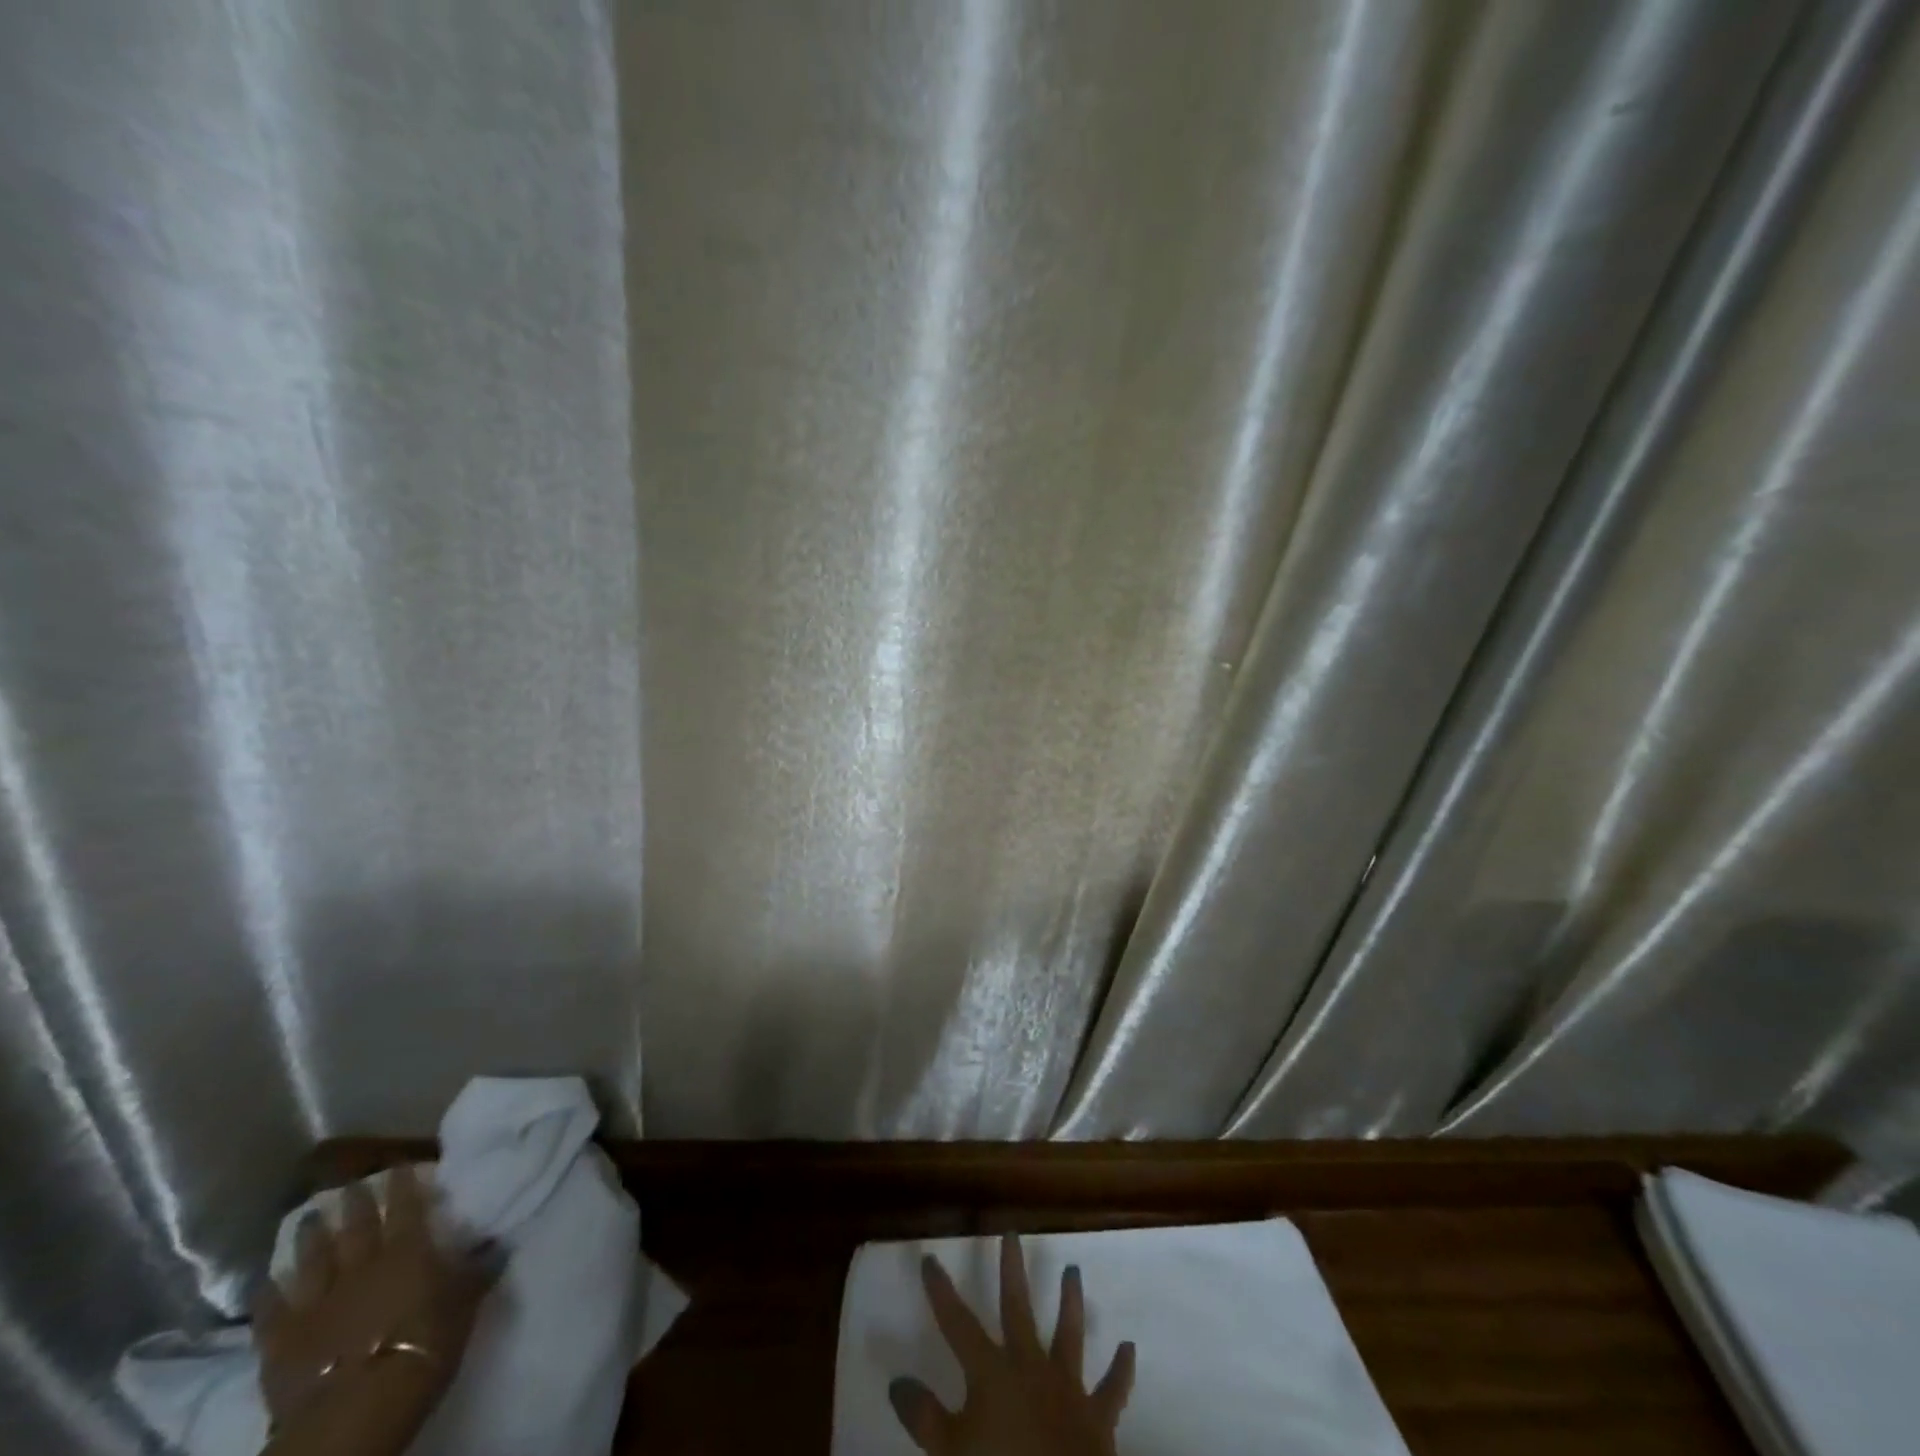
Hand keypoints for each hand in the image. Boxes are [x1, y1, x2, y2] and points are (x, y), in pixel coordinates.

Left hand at [254, 1164, 496, 1446]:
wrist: (355, 1411)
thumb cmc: (423, 1349)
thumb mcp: (465, 1305)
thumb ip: (477, 1270)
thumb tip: (500, 1241)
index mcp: (407, 1252)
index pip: (406, 1206)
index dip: (402, 1183)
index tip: (397, 1163)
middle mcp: (361, 1265)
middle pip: (356, 1226)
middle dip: (353, 1201)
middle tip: (349, 1181)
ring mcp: (317, 1301)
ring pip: (313, 1259)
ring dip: (311, 1236)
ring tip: (308, 1216)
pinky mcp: (282, 1339)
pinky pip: (272, 1310)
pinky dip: (268, 1292)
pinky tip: (265, 1279)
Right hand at [890, 1233, 1135, 1455]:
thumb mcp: (950, 1453)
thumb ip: (925, 1417)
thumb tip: (897, 1380)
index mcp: (992, 1372)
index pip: (957, 1323)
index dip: (941, 1291)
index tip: (930, 1257)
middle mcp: (1029, 1366)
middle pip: (1017, 1308)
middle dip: (1012, 1271)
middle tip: (1013, 1233)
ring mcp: (1067, 1387)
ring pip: (1069, 1334)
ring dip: (1071, 1302)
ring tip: (1073, 1270)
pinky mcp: (1097, 1416)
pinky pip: (1112, 1390)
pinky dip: (1121, 1370)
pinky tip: (1129, 1348)